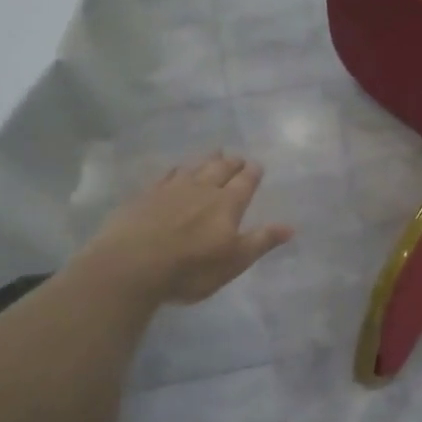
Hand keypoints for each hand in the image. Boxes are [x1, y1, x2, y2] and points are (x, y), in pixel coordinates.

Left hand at [80, 152, 292, 305]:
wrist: (131, 265)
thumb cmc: (190, 269)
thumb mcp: (234, 261)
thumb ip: (261, 241)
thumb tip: (290, 226)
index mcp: (227, 204)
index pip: (245, 182)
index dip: (253, 173)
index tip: (257, 165)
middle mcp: (202, 189)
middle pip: (220, 169)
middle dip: (232, 162)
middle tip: (237, 157)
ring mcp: (171, 189)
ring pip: (194, 167)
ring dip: (207, 160)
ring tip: (214, 153)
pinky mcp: (146, 195)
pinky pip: (166, 175)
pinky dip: (176, 170)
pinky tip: (176, 170)